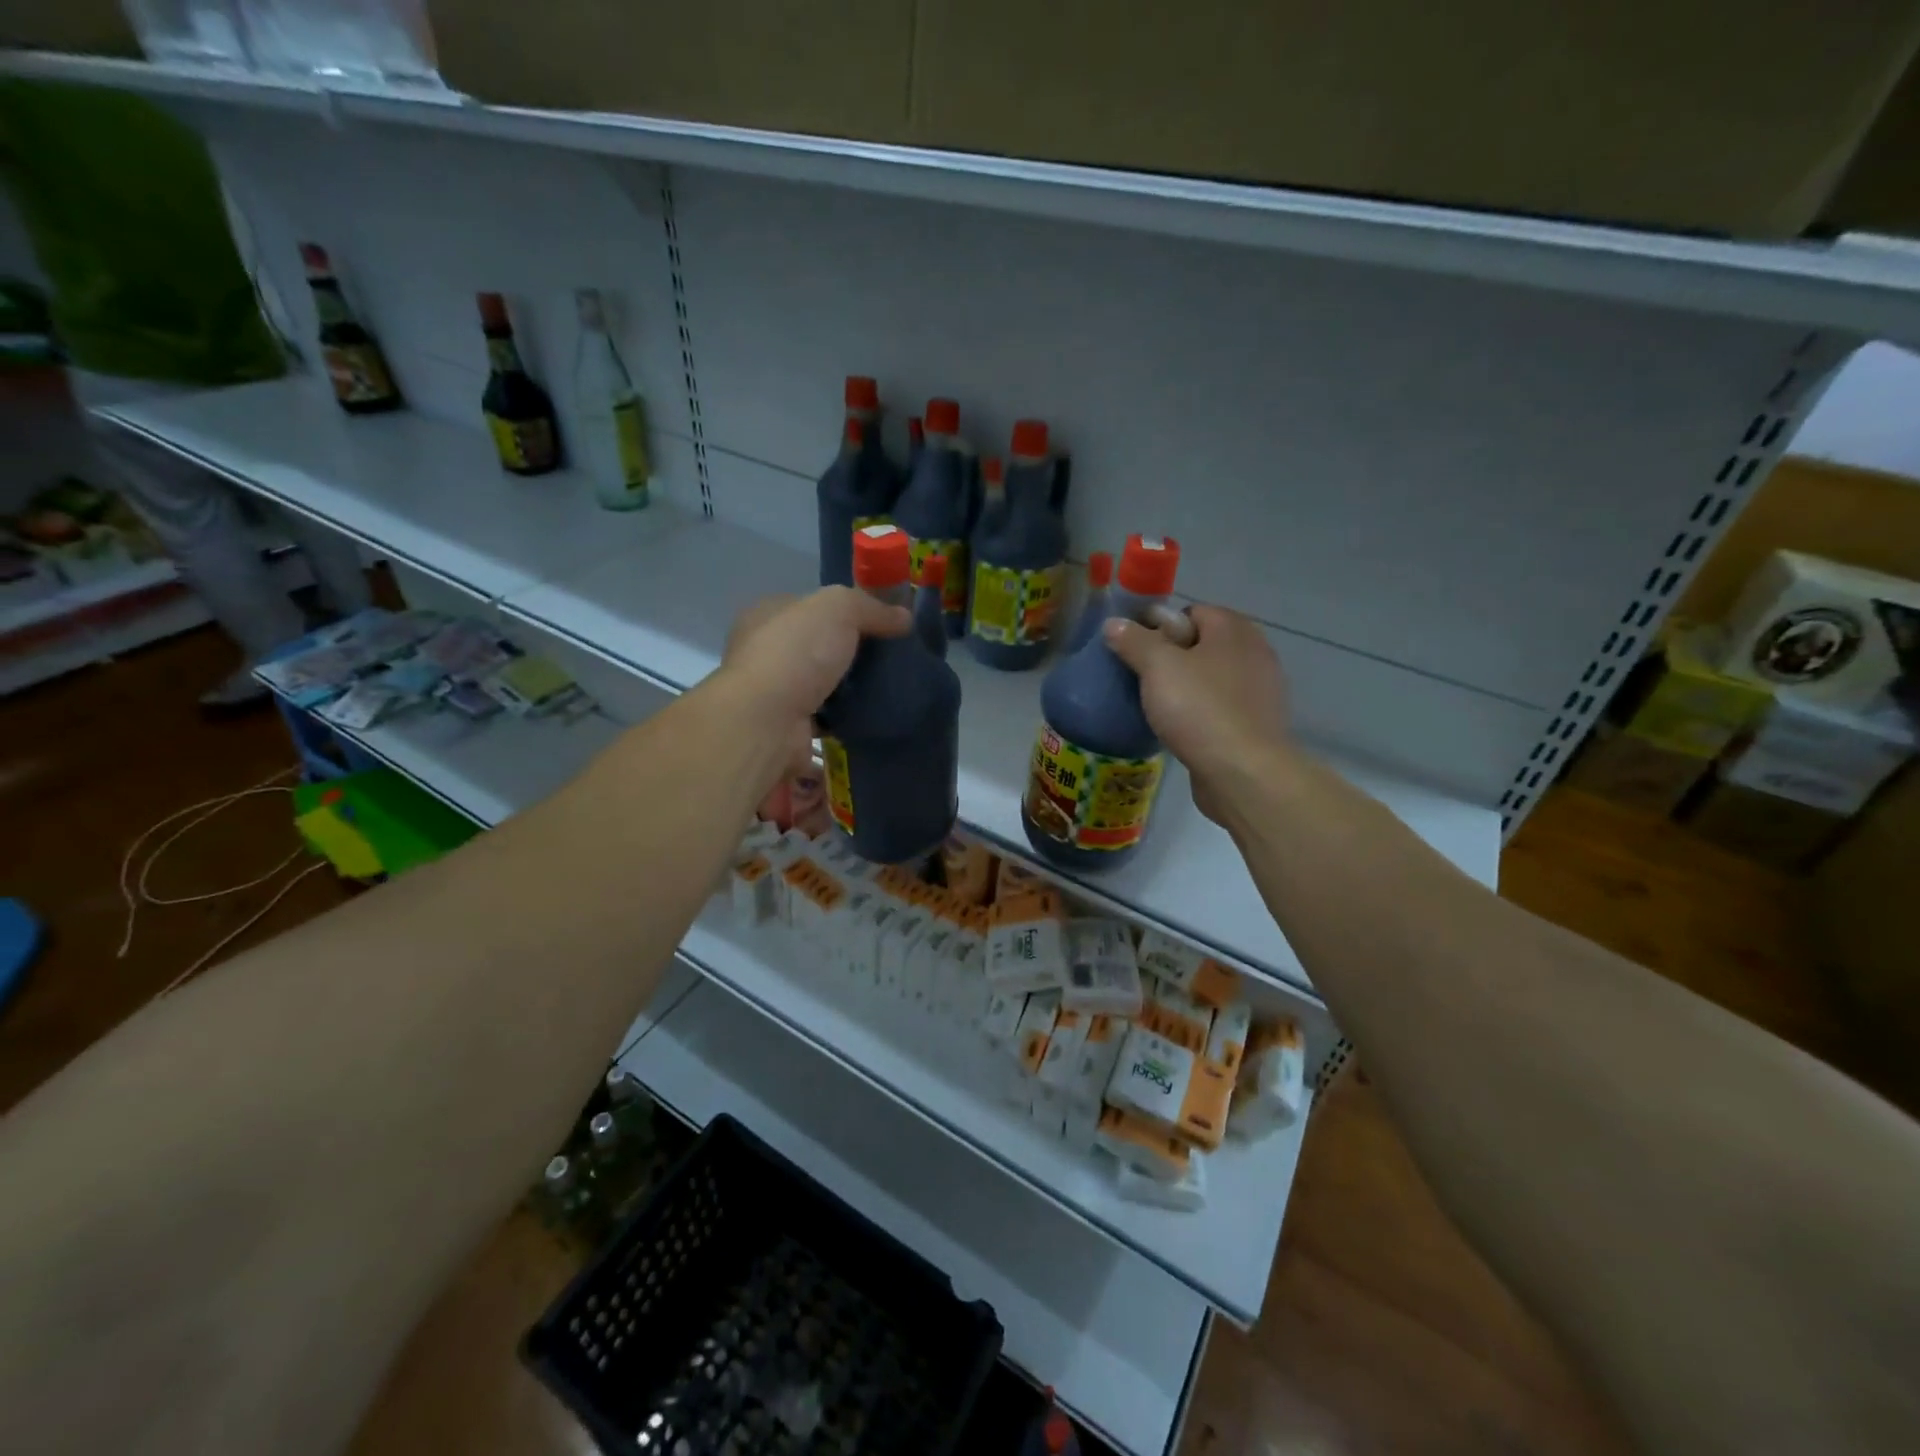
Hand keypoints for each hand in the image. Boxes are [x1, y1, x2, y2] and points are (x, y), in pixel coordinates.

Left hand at [719, 587, 910, 770]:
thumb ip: (871, 607)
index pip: (809, 607)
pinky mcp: (787, 730)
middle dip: (848, 653)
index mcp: (766, 615)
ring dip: (848, 690)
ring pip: (821, 686)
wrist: (768, 722)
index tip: (879, 623)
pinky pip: (825, 720)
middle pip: (816, 647)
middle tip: (888, 659)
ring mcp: (773, 695)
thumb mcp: (839, 608)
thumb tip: (904, 617)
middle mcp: (764, 654)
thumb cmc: (796, 653)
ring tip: (888, 689)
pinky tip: (872, 717)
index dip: (843, 611)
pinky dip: (845, 721)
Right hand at [1102, 606, 1290, 825]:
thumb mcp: (1157, 667)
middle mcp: (1254, 653)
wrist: (1243, 773)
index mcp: (1234, 630)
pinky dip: (1200, 713)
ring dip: (1185, 688)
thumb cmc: (1200, 709)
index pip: (1192, 612)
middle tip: (1142, 677)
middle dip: (1171, 658)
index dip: (1160, 626)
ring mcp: (1259, 692)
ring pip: (1211, 678)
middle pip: (1202, 644)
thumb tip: (1114, 623)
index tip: (1136, 649)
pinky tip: (1180, 729)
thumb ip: (1134, 641)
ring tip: (1156, 706)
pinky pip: (1220, 708)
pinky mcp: (1256, 726)